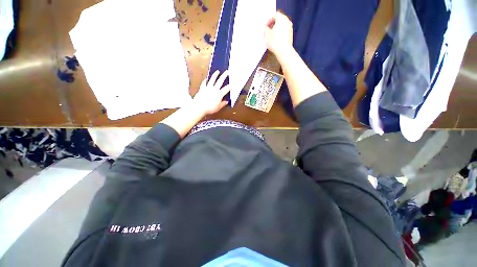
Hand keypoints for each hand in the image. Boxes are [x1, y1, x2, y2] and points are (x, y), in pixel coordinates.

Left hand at [193, 70, 231, 115]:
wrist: (199, 107)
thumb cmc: (210, 108)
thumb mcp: (218, 107)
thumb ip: (222, 104)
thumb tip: (226, 101)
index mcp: (219, 94)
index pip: (226, 89)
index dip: (230, 86)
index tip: (233, 83)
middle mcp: (214, 89)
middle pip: (220, 81)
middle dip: (224, 76)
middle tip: (226, 72)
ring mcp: (208, 88)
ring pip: (212, 80)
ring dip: (215, 75)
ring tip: (217, 71)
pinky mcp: (202, 89)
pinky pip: (204, 83)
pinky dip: (205, 81)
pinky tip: (206, 79)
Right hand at [264, 11, 293, 57]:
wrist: (284, 51)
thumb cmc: (275, 42)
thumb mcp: (267, 35)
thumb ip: (265, 29)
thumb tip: (265, 28)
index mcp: (281, 18)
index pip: (274, 15)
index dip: (268, 21)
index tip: (264, 27)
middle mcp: (287, 21)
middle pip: (278, 20)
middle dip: (272, 25)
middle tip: (267, 31)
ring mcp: (290, 28)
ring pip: (281, 26)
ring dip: (276, 29)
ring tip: (270, 36)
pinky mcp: (290, 35)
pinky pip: (284, 31)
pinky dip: (279, 33)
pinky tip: (275, 40)